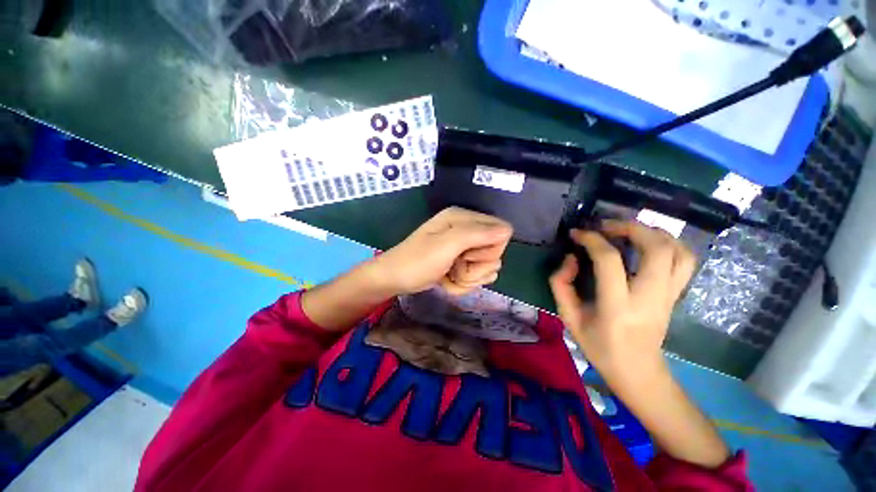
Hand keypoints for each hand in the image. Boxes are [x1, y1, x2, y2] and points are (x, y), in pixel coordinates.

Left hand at [371, 207, 513, 295]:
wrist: (395, 278)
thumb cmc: (417, 261)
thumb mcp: (446, 245)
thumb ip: (477, 234)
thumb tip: (508, 230)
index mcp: (463, 218)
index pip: (501, 232)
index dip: (489, 249)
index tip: (468, 255)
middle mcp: (466, 230)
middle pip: (495, 251)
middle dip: (477, 266)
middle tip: (456, 265)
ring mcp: (463, 248)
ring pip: (487, 267)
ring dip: (469, 277)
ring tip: (450, 274)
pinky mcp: (460, 262)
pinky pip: (476, 276)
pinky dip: (463, 283)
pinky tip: (448, 280)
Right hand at [549, 220, 695, 387]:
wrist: (638, 373)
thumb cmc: (599, 347)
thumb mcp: (569, 318)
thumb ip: (561, 284)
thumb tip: (571, 258)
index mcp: (618, 307)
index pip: (609, 260)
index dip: (591, 240)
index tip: (577, 234)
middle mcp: (650, 298)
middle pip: (656, 248)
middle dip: (629, 227)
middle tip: (605, 226)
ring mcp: (668, 296)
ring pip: (677, 251)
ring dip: (652, 232)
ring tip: (627, 231)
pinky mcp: (676, 295)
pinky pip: (685, 260)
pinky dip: (669, 243)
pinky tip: (648, 243)